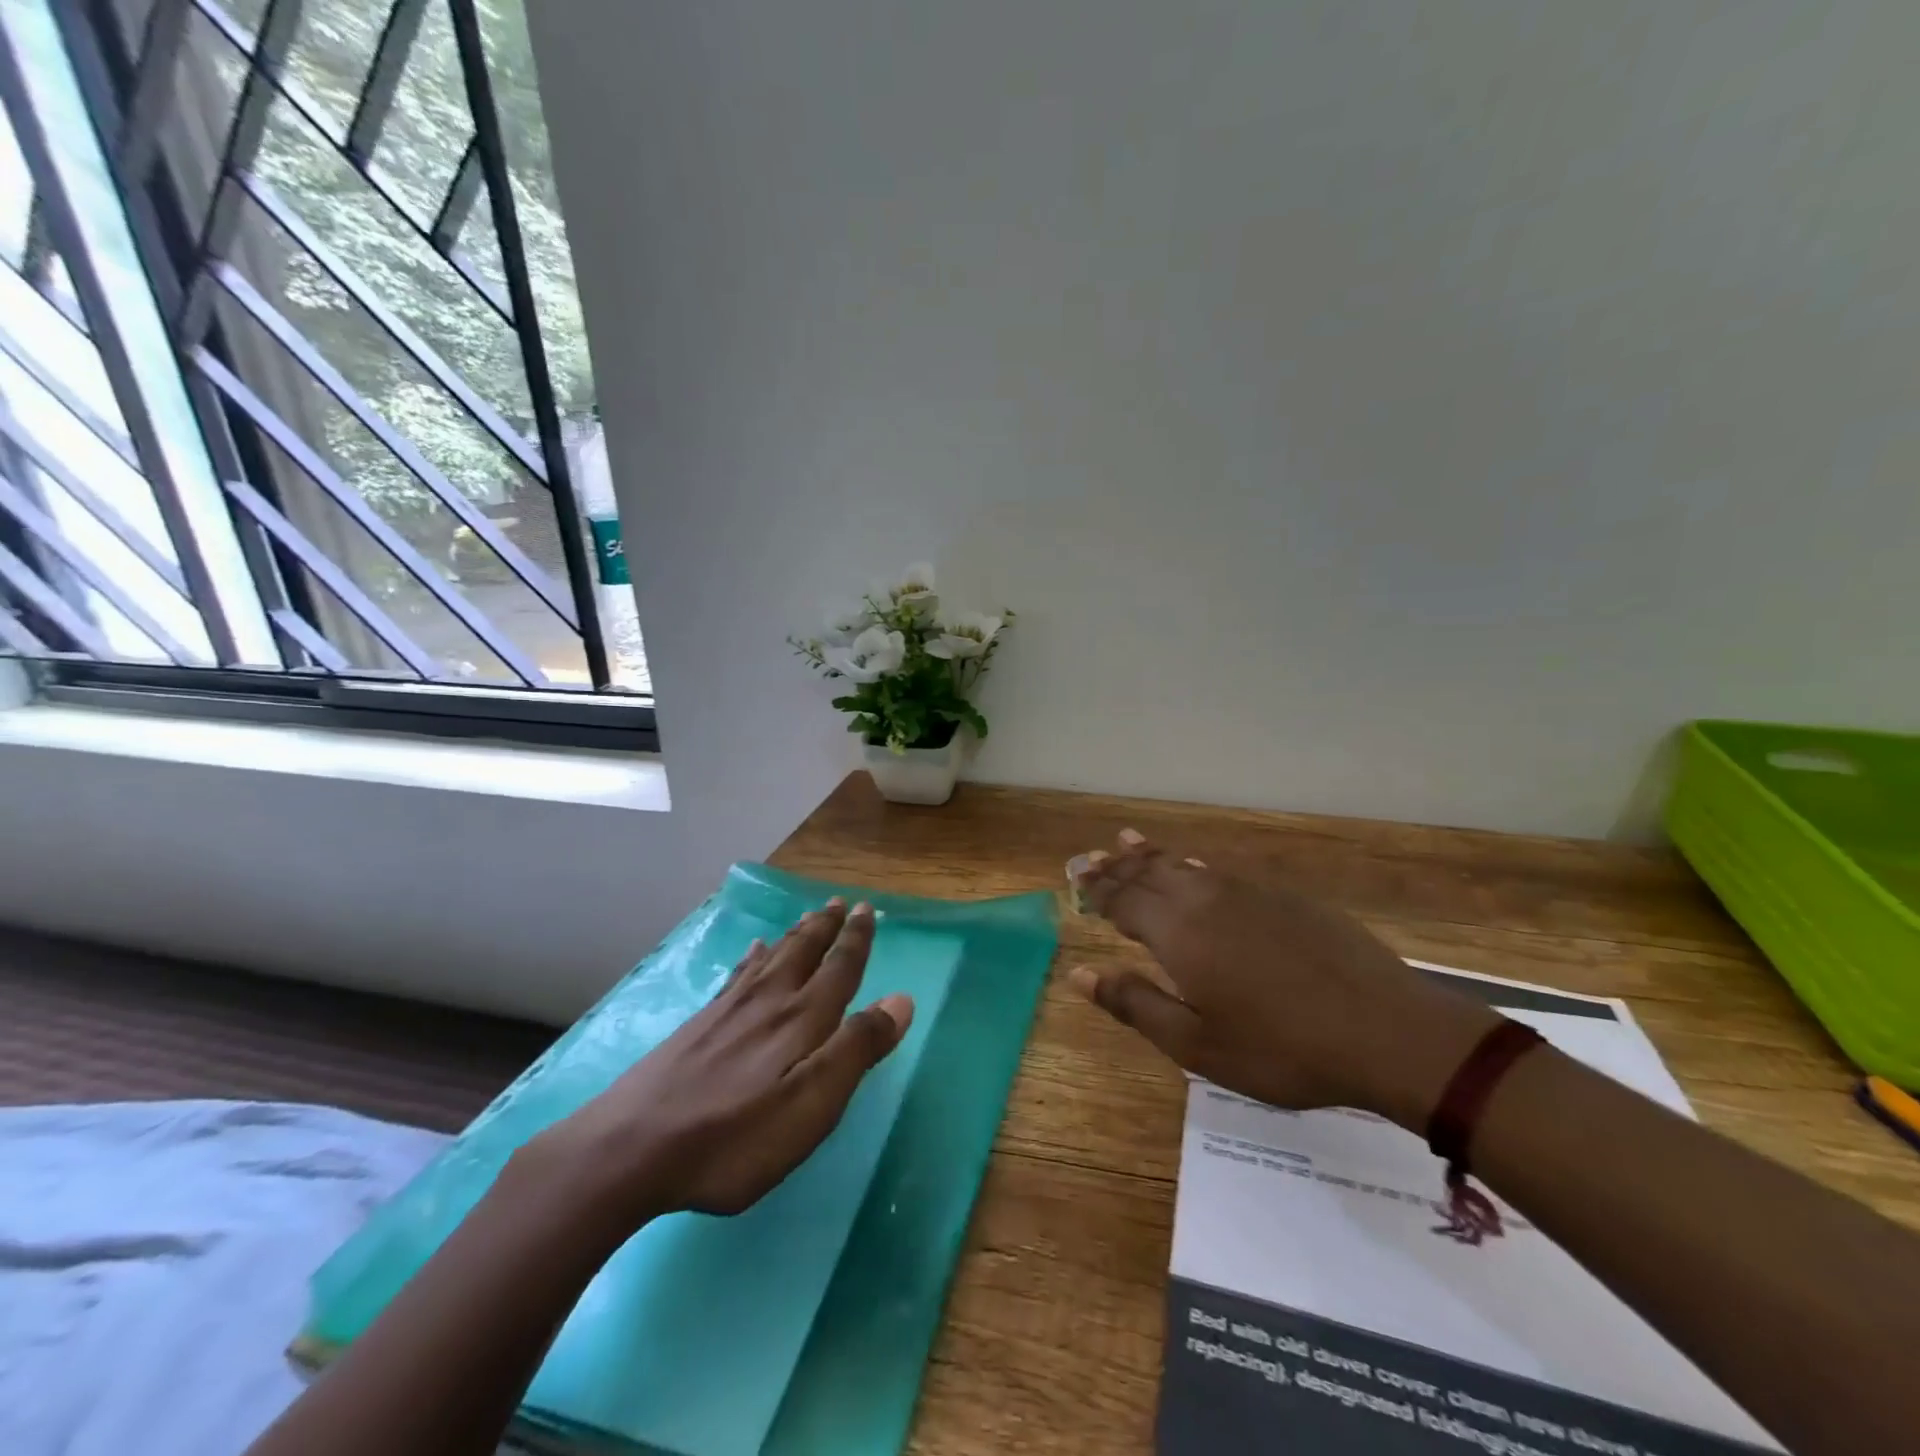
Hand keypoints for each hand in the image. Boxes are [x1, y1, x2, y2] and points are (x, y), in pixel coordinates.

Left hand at [534, 900, 911, 1225]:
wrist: (630, 1149)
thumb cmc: (734, 1136)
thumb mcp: (812, 1105)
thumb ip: (857, 1049)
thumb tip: (901, 1000)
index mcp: (802, 1019)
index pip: (839, 968)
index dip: (856, 939)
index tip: (866, 910)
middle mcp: (769, 1001)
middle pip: (804, 952)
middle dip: (826, 927)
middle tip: (840, 902)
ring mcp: (728, 1010)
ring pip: (772, 958)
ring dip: (796, 934)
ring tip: (809, 916)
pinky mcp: (698, 1025)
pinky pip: (736, 975)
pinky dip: (751, 958)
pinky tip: (751, 951)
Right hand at [1071, 833, 1496, 1127]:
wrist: (1385, 1031)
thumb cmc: (1280, 1048)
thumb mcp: (1196, 1044)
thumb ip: (1134, 1003)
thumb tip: (1080, 974)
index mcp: (1178, 932)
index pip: (1123, 900)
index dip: (1096, 890)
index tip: (1076, 878)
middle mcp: (1206, 899)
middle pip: (1149, 874)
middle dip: (1117, 866)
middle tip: (1092, 856)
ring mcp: (1249, 892)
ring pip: (1185, 865)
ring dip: (1151, 855)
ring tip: (1128, 840)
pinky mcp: (1286, 897)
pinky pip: (1223, 871)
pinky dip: (1196, 866)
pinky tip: (1197, 868)